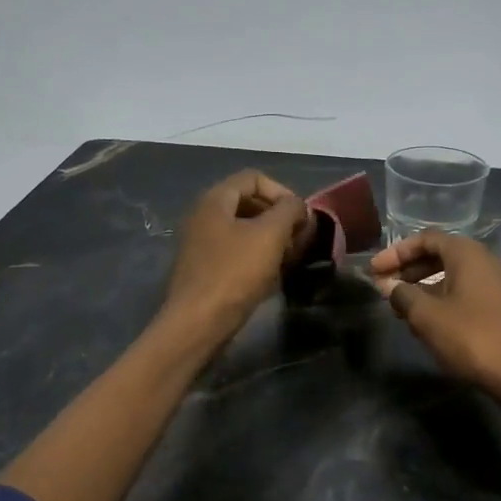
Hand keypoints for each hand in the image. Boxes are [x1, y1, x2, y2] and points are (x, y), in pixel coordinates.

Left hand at [161, 170, 311, 342]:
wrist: (198, 322)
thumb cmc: (235, 273)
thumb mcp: (270, 235)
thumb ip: (289, 210)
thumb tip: (298, 206)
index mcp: (215, 200)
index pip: (254, 178)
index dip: (283, 192)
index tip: (301, 218)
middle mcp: (204, 216)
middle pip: (249, 203)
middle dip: (279, 217)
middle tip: (300, 240)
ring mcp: (202, 244)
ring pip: (244, 230)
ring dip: (271, 240)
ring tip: (290, 259)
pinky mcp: (205, 269)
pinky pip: (236, 253)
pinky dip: (257, 258)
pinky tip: (272, 276)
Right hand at [369, 230, 500, 401]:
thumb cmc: (471, 337)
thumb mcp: (427, 316)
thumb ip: (402, 295)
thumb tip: (388, 285)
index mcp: (467, 253)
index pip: (426, 239)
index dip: (396, 252)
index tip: (374, 271)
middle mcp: (485, 260)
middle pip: (440, 255)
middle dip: (408, 269)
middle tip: (384, 287)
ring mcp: (497, 284)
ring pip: (452, 276)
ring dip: (423, 287)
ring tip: (400, 308)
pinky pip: (464, 292)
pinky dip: (441, 299)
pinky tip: (426, 321)